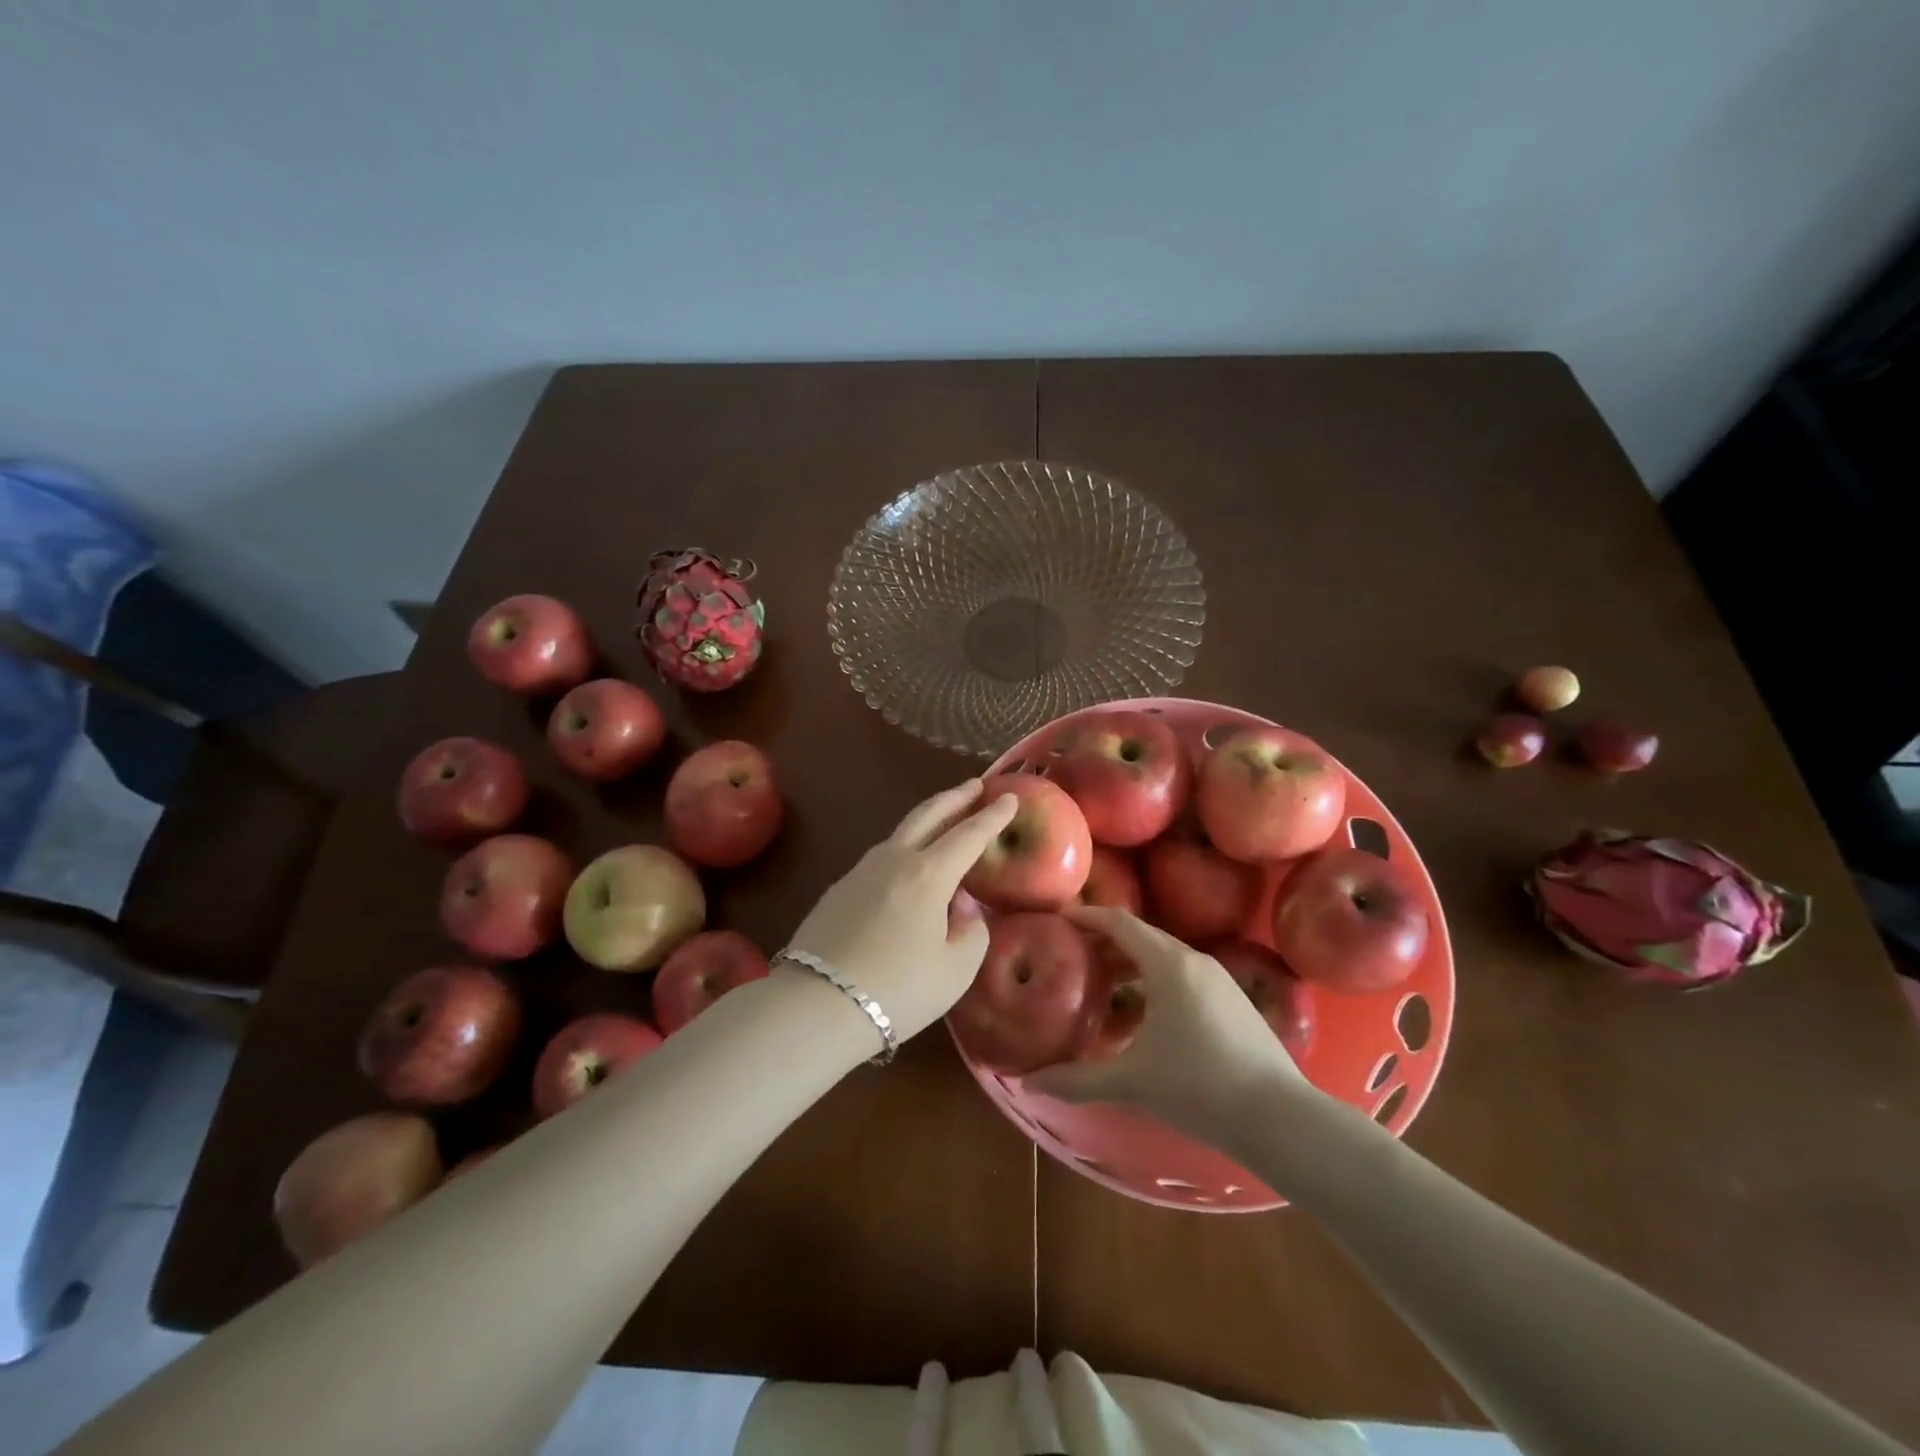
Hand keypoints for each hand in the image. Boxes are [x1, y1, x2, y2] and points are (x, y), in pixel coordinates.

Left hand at [784, 781, 1018, 1043]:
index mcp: (928, 874)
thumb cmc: (898, 989)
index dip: (992, 816)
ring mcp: (860, 871)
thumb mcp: (956, 970)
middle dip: (955, 797)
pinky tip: (906, 867)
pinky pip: (881, 858)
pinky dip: (903, 849)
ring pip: (900, 833)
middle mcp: (894, 860)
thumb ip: (970, 931)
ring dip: (927, 820)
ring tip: (943, 821)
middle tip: (975, 785)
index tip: (1010, 797)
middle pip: (928, 815)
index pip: (969, 835)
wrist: (817, 1004)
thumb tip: (961, 909)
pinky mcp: (838, 889)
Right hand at [1026, 907, 1310, 1140]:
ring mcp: (1219, 980)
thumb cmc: (1198, 1087)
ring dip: (1132, 965)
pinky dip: (1156, 983)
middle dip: (1106, 943)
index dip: (1088, 917)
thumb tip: (1028, 1081)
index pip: (1120, 922)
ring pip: (1165, 958)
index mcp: (1168, 964)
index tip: (1060, 919)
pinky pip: (1184, 977)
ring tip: (1104, 988)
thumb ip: (1076, 1080)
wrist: (1280, 1118)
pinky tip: (1146, 1018)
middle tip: (1073, 955)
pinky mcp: (1234, 1001)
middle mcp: (1195, 960)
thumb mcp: (1131, 1082)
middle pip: (1142, 937)